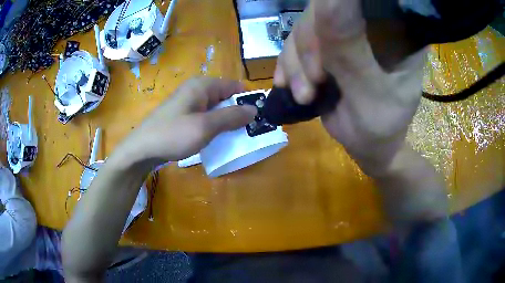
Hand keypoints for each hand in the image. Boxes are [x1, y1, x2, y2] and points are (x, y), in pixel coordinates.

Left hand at [119, 78, 256, 167]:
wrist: (141, 150)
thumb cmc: (172, 135)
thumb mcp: (205, 127)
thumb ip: (231, 117)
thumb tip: (254, 109)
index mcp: (202, 86)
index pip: (234, 86)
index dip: (248, 99)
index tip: (259, 117)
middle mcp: (196, 90)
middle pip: (225, 97)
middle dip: (238, 113)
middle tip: (249, 132)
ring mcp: (188, 103)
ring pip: (216, 109)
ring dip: (227, 121)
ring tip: (236, 138)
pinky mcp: (184, 116)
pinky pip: (205, 117)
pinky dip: (214, 126)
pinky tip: (217, 139)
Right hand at [274, 0, 426, 175]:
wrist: (367, 145)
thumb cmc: (381, 125)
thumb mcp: (370, 92)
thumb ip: (349, 50)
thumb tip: (326, 1)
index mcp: (397, 32)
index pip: (367, 2)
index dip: (337, 8)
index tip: (328, 48)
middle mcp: (371, 24)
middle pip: (326, 9)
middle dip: (311, 46)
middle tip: (313, 83)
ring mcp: (346, 33)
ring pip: (306, 26)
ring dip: (296, 61)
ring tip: (304, 94)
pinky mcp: (326, 46)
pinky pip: (297, 43)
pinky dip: (288, 64)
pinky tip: (287, 84)